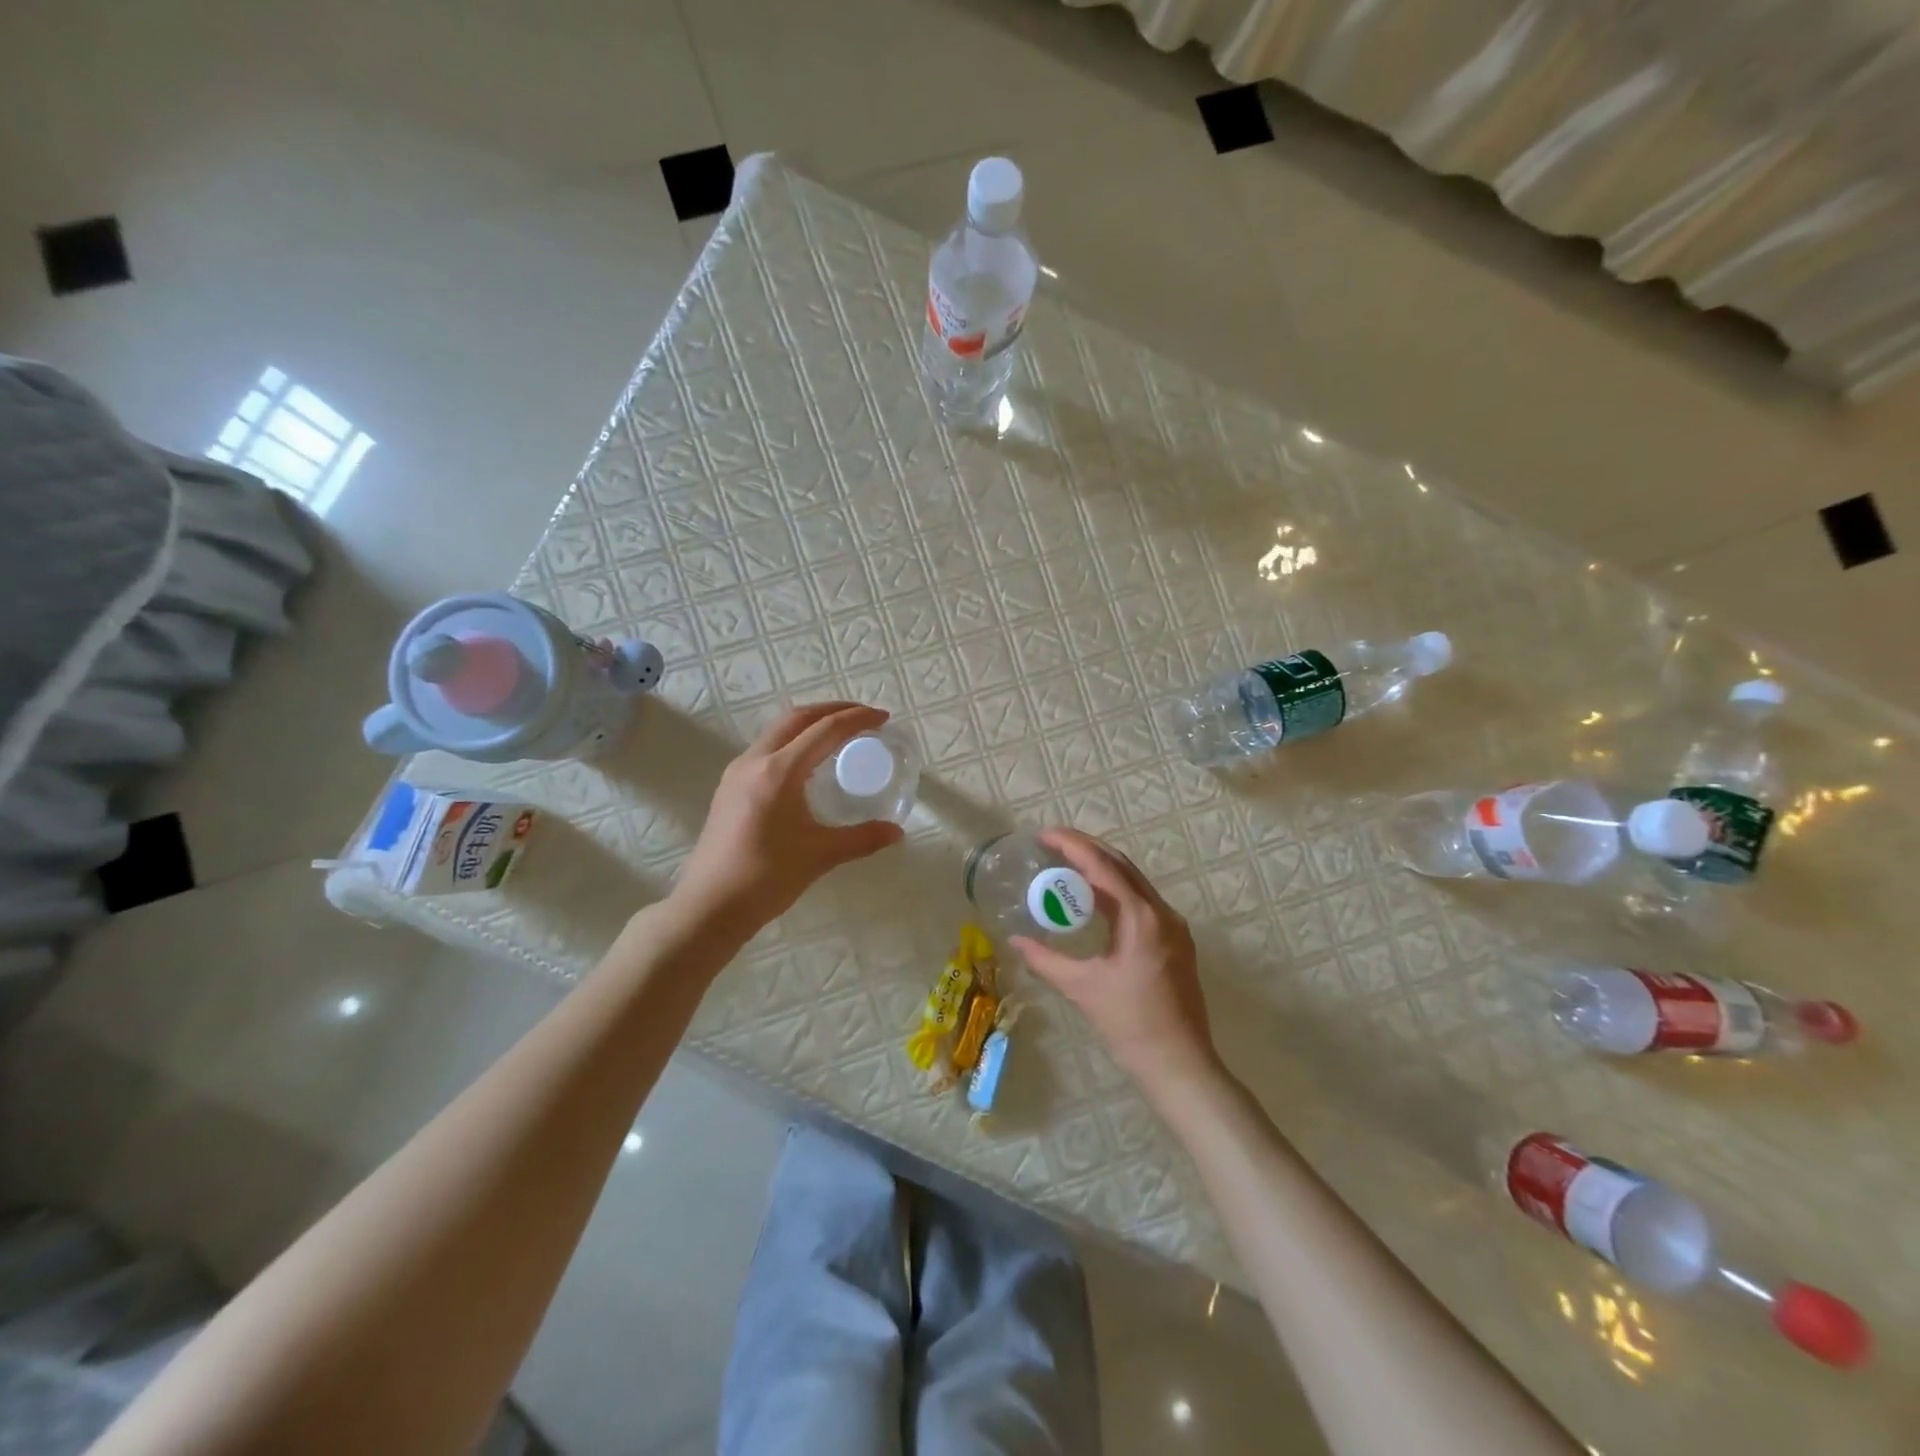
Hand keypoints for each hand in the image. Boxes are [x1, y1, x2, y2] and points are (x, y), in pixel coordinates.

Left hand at [674, 702, 904, 929]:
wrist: (709, 907)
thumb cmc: (765, 879)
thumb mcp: (820, 855)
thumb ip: (862, 839)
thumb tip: (897, 832)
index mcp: (779, 772)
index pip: (824, 730)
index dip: (856, 719)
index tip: (882, 717)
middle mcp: (754, 761)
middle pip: (797, 718)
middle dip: (832, 710)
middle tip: (863, 717)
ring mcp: (737, 773)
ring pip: (778, 731)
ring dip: (810, 724)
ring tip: (839, 734)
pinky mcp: (729, 787)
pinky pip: (767, 749)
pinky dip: (793, 742)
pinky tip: (808, 763)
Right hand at [1010, 828, 1219, 1095]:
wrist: (1180, 1064)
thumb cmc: (1130, 1025)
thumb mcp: (1082, 988)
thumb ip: (1045, 959)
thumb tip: (1014, 941)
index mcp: (1142, 918)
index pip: (1104, 866)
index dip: (1073, 845)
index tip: (1045, 835)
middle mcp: (1163, 913)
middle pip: (1122, 866)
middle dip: (1087, 849)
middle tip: (1053, 843)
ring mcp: (1174, 927)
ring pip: (1134, 882)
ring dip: (1102, 869)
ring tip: (1067, 865)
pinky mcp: (1176, 942)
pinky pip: (1142, 902)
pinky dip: (1116, 892)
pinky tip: (1094, 900)